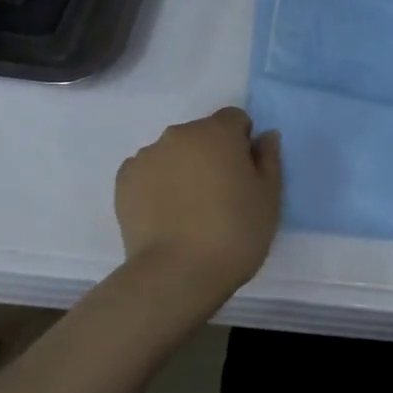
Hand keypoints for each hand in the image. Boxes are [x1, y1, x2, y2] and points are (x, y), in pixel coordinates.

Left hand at [115, 107, 282, 304]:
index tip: (244, 174)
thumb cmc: (235, 233)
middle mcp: (179, 134)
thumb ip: (269, 159)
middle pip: (201, 134)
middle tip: (219, 195)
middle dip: (211, 155)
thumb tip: (264, 136)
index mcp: (217, 132)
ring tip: (188, 210)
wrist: (177, 273)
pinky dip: (157, 185)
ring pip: (172, 153)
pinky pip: (147, 172)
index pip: (234, 119)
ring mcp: (146, 155)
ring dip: (182, 168)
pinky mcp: (124, 180)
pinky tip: (165, 216)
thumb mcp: (269, 198)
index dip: (242, 142)